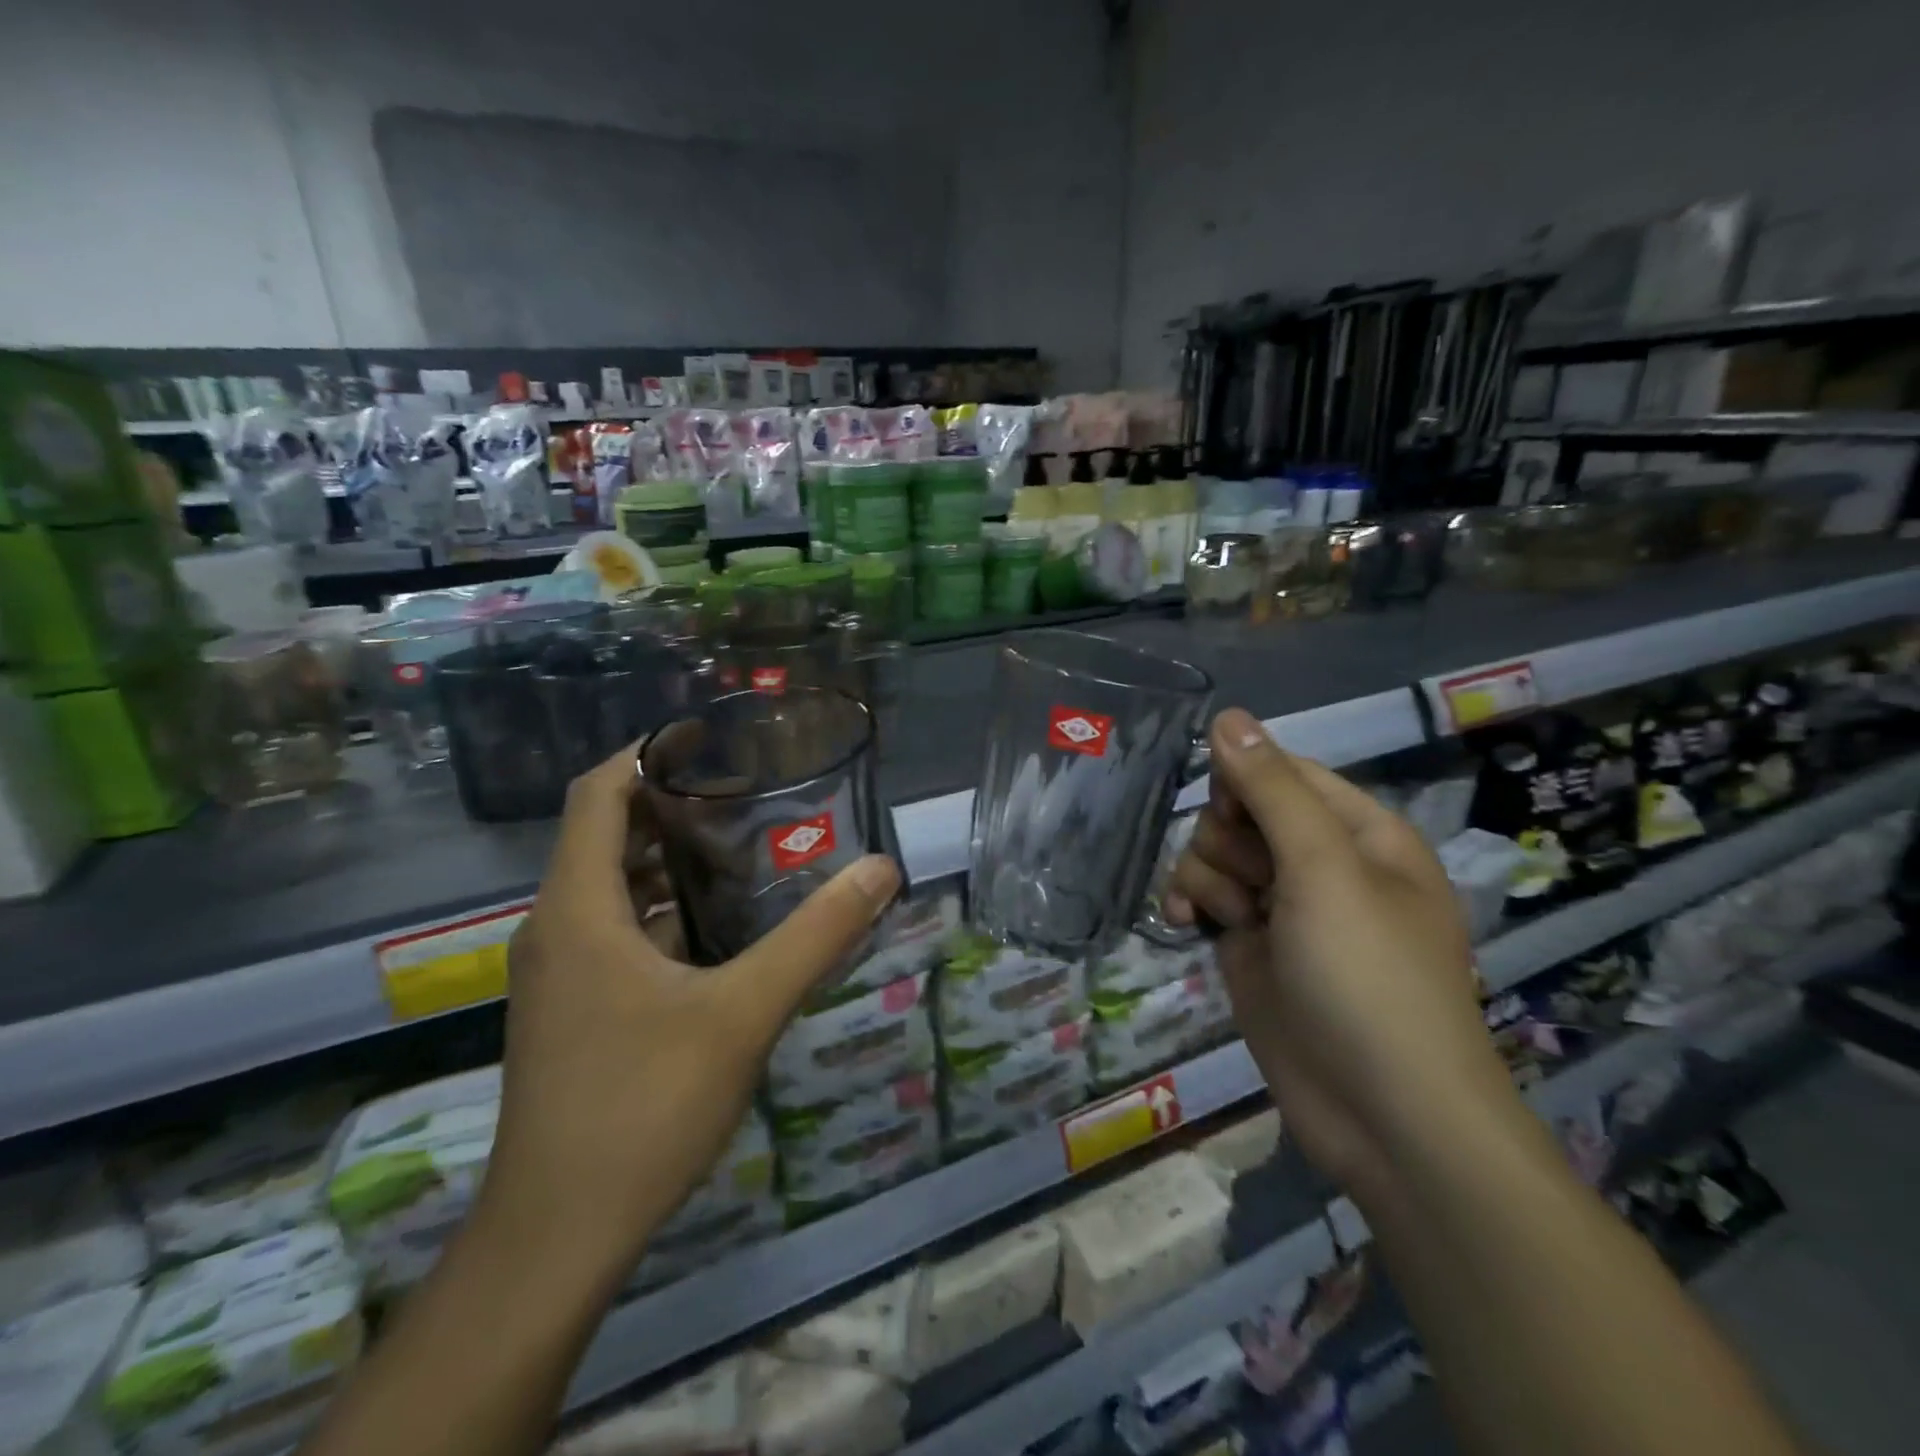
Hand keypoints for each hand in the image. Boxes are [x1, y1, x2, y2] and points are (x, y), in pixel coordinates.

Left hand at [478, 746, 900, 1291]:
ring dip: (668, 860)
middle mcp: (556, 929)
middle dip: (671, 805)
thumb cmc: (642, 1107)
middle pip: (605, 835)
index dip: (644, 754)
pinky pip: (612, 930)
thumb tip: (880, 870)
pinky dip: (660, 909)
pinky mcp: (571, 1010)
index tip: (706, 738)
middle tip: (746, 795)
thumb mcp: (744, 1012)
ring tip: (741, 850)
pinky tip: (716, 929)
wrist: (557, 1237)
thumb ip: (816, 936)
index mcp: (578, 909)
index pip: (596, 794)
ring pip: (610, 887)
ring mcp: (559, 974)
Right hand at [1166, 709, 1516, 1201]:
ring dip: (1207, 876)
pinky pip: (1202, 895)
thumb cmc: (1368, 979)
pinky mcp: (1249, 943)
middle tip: (1252, 884)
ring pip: (1214, 852)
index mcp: (1360, 832)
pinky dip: (1189, 903)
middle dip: (1229, 841)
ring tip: (1231, 918)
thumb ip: (1271, 790)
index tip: (1234, 819)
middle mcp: (1320, 862)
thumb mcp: (1323, 871)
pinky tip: (1182, 922)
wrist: (1382, 1116)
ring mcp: (1282, 905)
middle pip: (1241, 810)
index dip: (1246, 785)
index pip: (1284, 772)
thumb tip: (1227, 715)